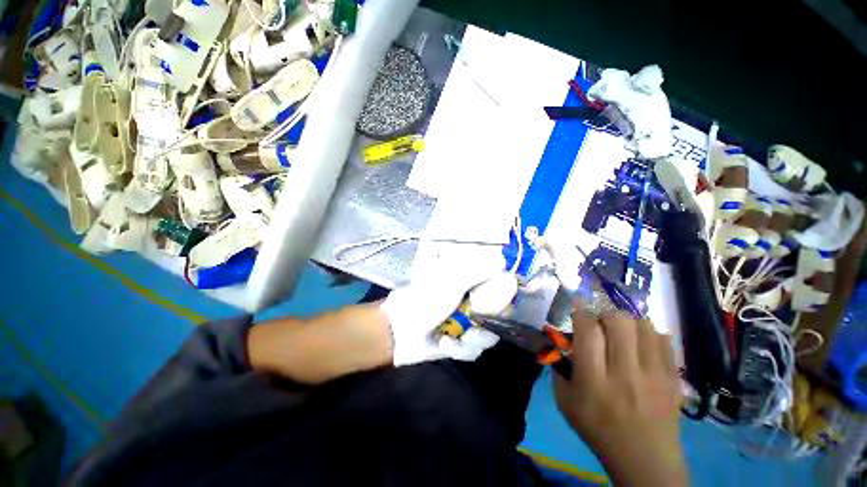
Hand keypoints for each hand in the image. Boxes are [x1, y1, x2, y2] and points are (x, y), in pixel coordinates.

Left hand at [381, 243, 514, 365]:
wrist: (399, 332)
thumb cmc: (424, 301)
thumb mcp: (452, 283)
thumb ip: (478, 272)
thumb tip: (502, 261)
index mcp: (467, 285)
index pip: (495, 286)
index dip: (505, 293)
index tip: (510, 300)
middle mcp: (469, 303)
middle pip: (498, 315)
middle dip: (490, 321)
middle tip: (477, 321)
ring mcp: (465, 324)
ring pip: (488, 335)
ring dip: (472, 338)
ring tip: (455, 336)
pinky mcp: (459, 343)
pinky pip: (474, 350)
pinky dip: (460, 349)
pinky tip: (444, 343)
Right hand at [554, 308, 686, 486]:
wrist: (645, 460)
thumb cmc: (598, 430)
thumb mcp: (565, 402)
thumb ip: (558, 369)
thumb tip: (561, 343)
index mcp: (594, 379)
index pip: (588, 331)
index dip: (581, 312)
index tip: (577, 307)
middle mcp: (625, 372)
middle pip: (618, 321)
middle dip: (604, 315)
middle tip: (600, 326)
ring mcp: (654, 374)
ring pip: (642, 325)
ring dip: (627, 323)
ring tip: (621, 334)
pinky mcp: (672, 378)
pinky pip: (664, 339)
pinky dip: (649, 334)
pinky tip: (641, 345)